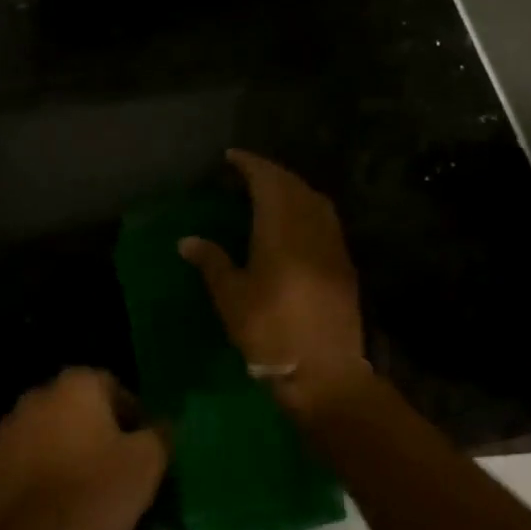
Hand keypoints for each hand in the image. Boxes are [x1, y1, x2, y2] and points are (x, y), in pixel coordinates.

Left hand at [0, 368, 169, 529]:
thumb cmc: (99, 490)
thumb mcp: (149, 460)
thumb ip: (160, 432)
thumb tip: (163, 424)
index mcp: (75, 384)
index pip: (110, 385)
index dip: (130, 413)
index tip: (141, 444)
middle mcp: (37, 395)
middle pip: (76, 407)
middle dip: (95, 430)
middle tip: (115, 465)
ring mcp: (8, 429)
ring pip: (48, 434)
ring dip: (66, 450)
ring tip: (86, 488)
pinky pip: (25, 462)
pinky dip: (40, 474)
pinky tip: (57, 504)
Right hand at [180, 149, 372, 416]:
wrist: (325, 373)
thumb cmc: (271, 333)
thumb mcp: (231, 298)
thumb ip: (212, 262)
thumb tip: (187, 240)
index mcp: (281, 230)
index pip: (268, 181)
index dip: (250, 165)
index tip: (231, 157)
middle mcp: (311, 228)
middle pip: (293, 185)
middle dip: (270, 172)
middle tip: (245, 172)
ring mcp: (332, 244)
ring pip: (313, 199)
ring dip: (291, 187)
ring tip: (268, 191)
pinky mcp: (343, 263)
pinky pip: (324, 218)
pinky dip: (306, 206)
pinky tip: (292, 221)